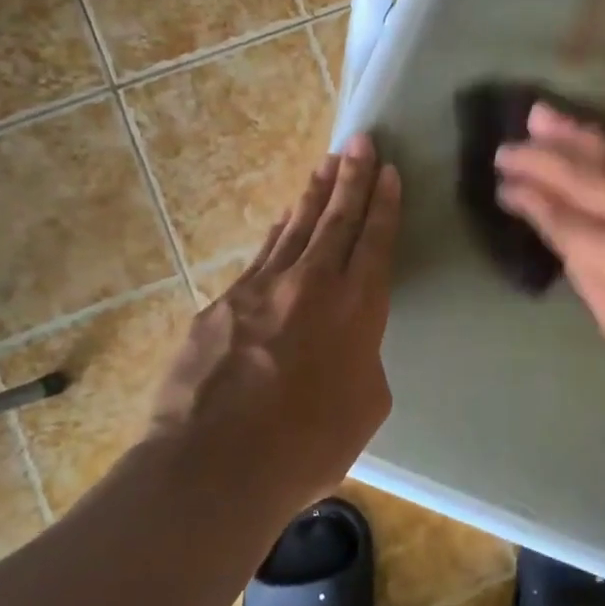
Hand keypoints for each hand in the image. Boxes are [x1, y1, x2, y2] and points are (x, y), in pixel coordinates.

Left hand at [148, 134, 399, 512]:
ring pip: (295, 227)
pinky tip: (282, 220)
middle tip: (361, 141)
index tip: (389, 170)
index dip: (384, 203)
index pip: (375, 240)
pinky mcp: (223, 302)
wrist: (216, 464)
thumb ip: (363, 360)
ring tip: (326, 164)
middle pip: (337, 218)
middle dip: (353, 177)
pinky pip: (260, 256)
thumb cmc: (308, 444)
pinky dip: (277, 233)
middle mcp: (312, 284)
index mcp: (357, 307)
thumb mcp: (366, 405)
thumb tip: (347, 346)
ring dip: (314, 194)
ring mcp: (262, 288)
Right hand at [494, 105, 604, 429]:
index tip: (504, 185)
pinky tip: (590, 134)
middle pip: (587, 178)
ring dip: (574, 136)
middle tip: (506, 148)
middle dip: (542, 159)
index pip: (566, 217)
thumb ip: (590, 278)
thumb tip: (566, 237)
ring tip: (538, 117)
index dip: (531, 199)